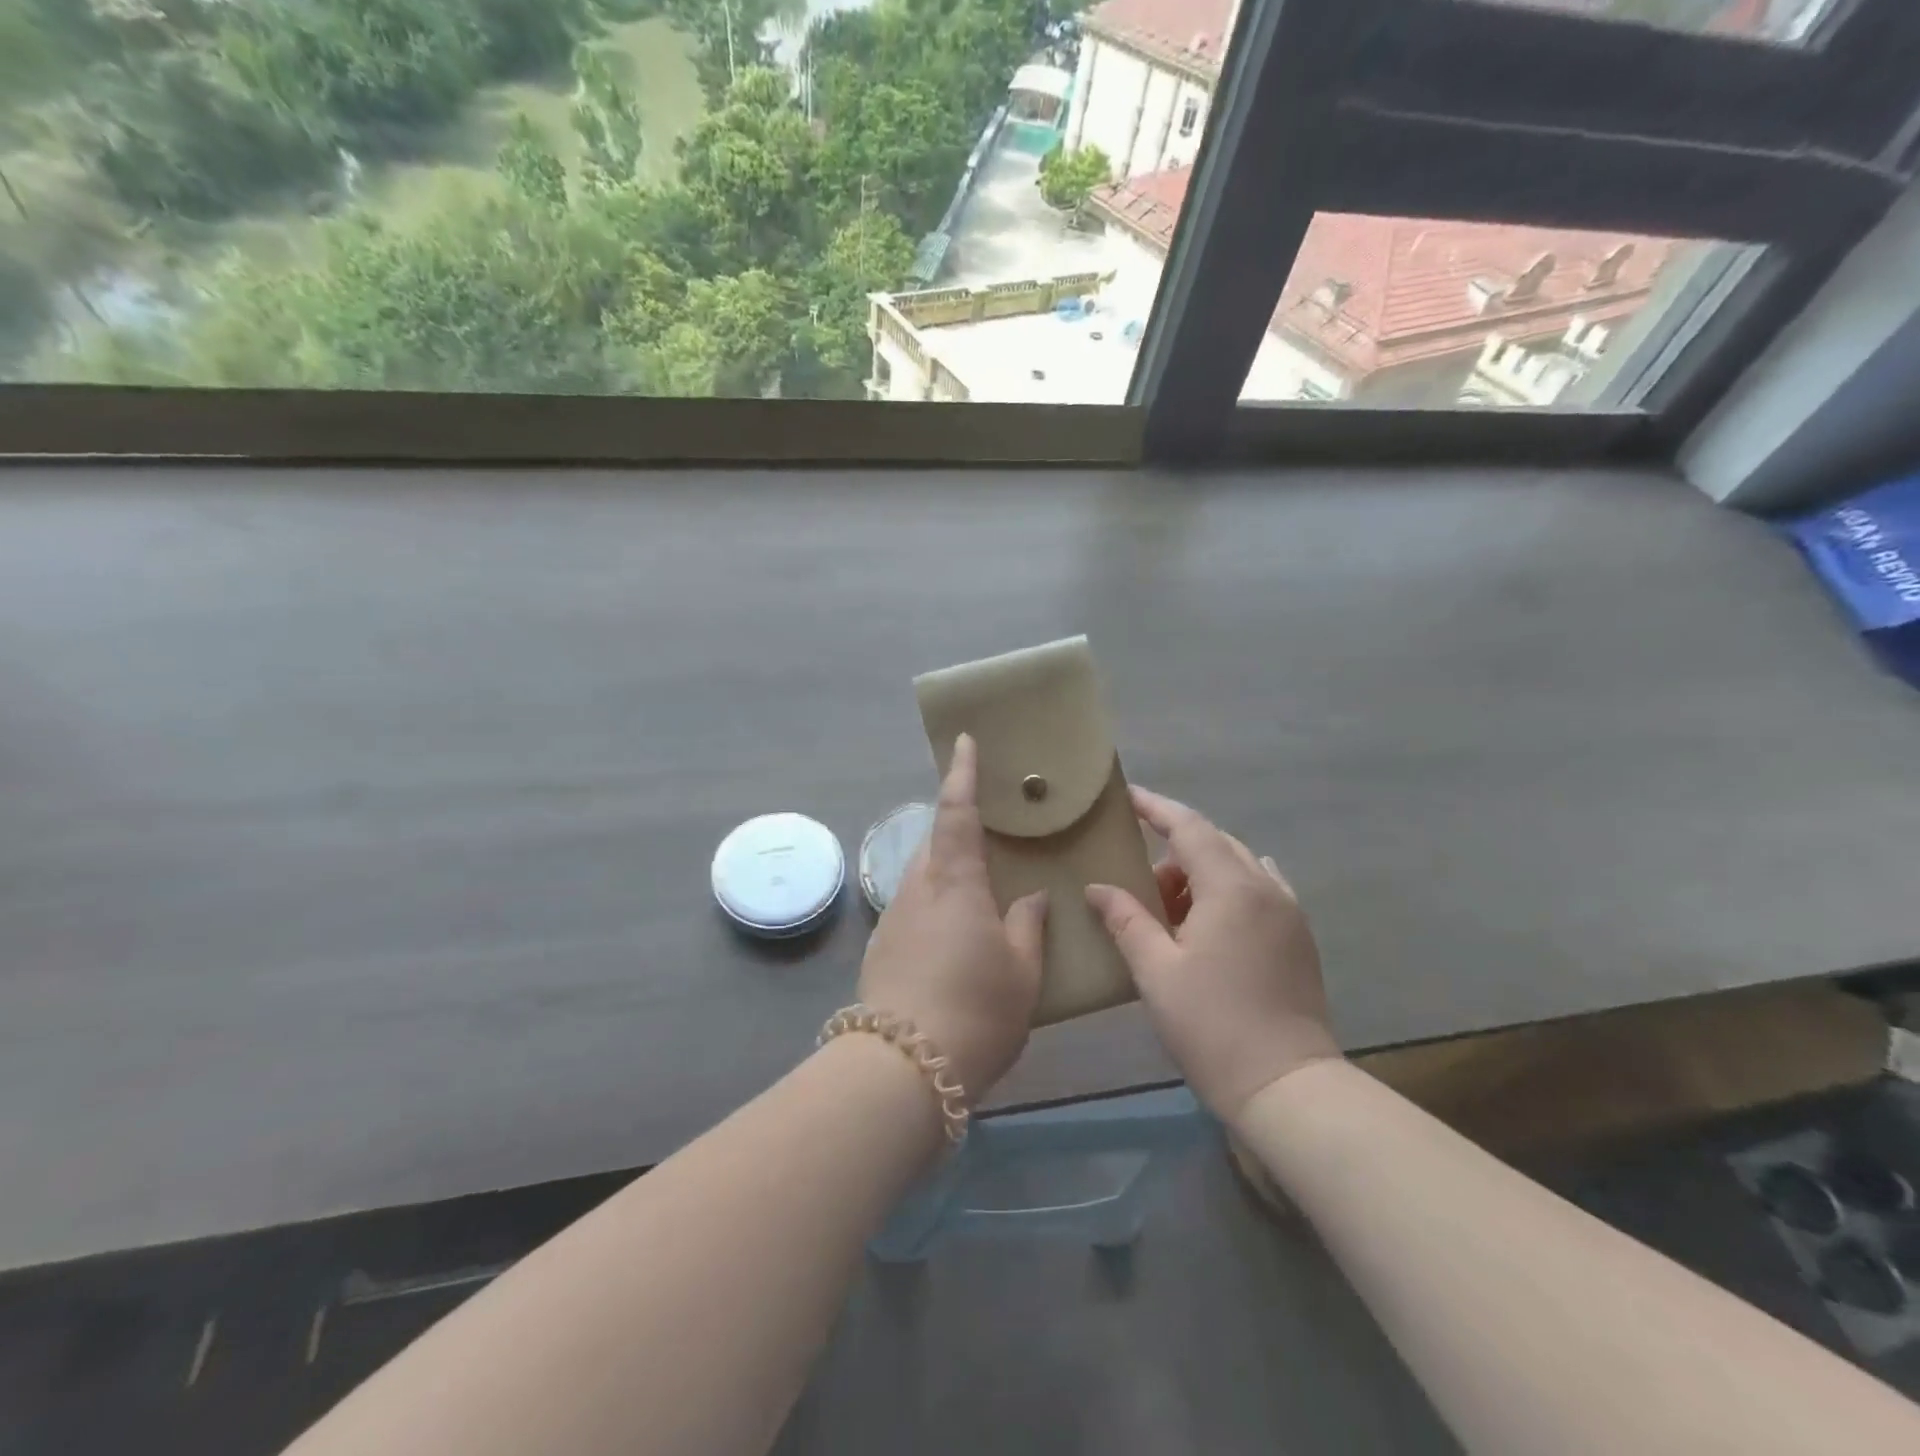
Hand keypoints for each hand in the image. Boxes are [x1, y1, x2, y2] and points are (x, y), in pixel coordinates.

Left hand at [857, 734, 1047, 1102]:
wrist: (901, 1069)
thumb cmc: (975, 1011)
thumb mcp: (1021, 972)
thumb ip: (1028, 926)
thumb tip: (1032, 897)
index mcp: (955, 883)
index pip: (957, 812)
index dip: (961, 774)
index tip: (962, 742)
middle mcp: (918, 889)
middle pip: (934, 840)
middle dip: (956, 825)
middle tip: (987, 829)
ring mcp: (894, 919)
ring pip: (922, 875)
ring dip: (946, 867)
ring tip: (976, 885)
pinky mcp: (882, 948)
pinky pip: (914, 906)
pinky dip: (935, 902)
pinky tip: (953, 933)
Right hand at [1086, 789, 1339, 1121]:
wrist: (1287, 1087)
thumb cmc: (1212, 1026)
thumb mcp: (1155, 971)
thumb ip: (1125, 920)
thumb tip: (1097, 888)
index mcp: (1231, 888)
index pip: (1188, 827)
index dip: (1155, 807)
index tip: (1127, 796)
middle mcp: (1266, 887)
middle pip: (1214, 843)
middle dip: (1173, 850)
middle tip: (1138, 881)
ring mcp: (1289, 912)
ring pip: (1238, 866)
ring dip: (1200, 873)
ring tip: (1169, 911)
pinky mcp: (1299, 937)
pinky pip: (1259, 889)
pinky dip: (1227, 890)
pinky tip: (1210, 918)